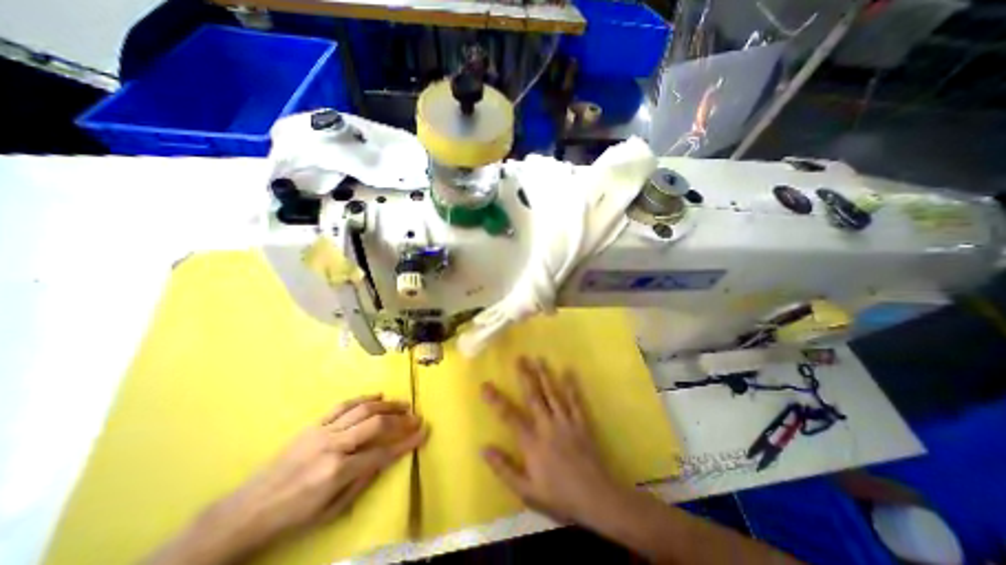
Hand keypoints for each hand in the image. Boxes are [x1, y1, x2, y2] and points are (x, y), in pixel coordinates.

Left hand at [149, 395, 427, 564]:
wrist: (246, 511)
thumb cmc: (292, 517)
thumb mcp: (331, 511)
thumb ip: (362, 481)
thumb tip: (386, 459)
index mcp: (338, 471)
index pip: (382, 453)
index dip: (407, 442)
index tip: (424, 433)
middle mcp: (334, 445)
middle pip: (376, 424)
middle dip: (401, 419)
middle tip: (416, 416)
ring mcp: (323, 431)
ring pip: (363, 409)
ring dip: (387, 405)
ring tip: (403, 404)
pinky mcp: (315, 424)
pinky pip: (344, 405)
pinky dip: (364, 398)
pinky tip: (378, 396)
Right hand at [478, 358, 621, 524]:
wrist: (597, 500)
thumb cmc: (559, 497)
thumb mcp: (526, 492)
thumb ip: (504, 469)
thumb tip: (484, 448)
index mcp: (532, 442)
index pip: (509, 415)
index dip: (495, 399)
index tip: (485, 384)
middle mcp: (547, 426)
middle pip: (533, 396)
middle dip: (525, 375)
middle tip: (519, 358)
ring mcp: (566, 422)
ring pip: (552, 393)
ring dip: (544, 374)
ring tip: (538, 358)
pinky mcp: (581, 423)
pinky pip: (575, 401)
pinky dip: (571, 385)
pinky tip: (567, 371)